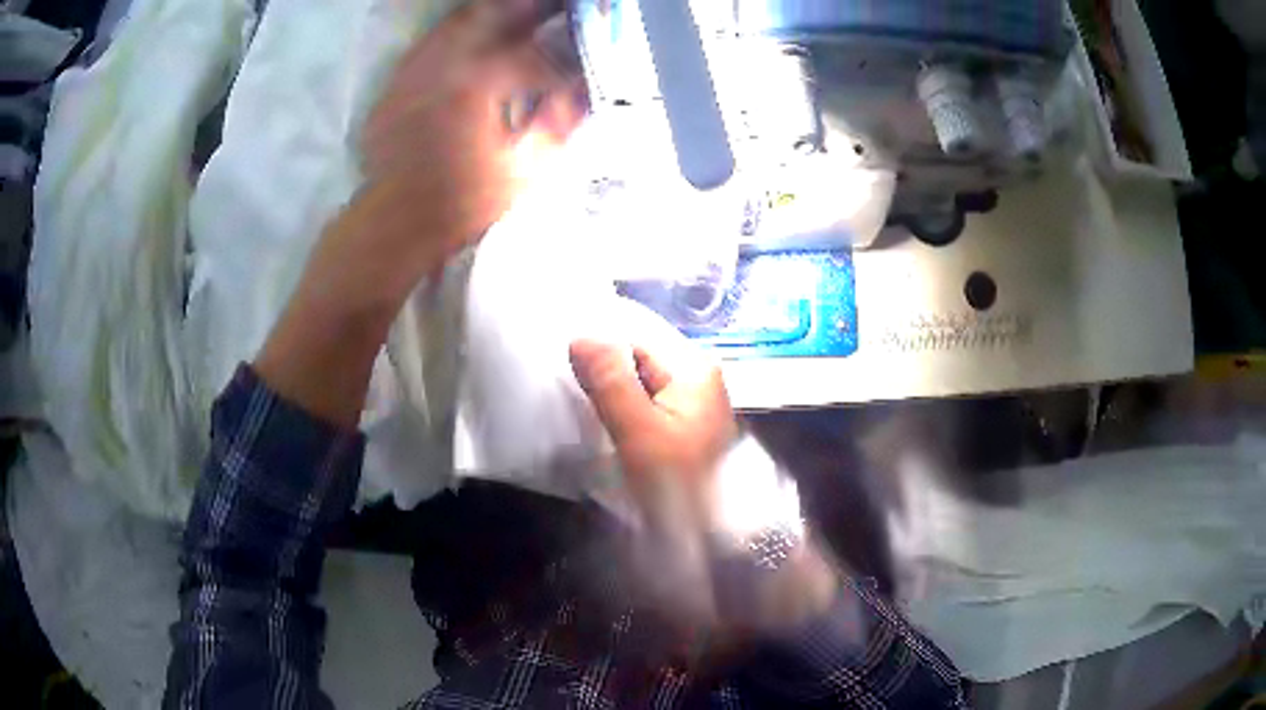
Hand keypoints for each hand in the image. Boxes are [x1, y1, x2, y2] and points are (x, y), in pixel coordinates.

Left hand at [358, 0, 585, 294]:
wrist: (396, 220)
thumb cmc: (463, 202)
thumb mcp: (524, 170)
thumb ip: (558, 124)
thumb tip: (583, 94)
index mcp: (481, 82)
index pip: (534, 57)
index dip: (562, 63)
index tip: (579, 69)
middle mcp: (446, 62)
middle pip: (495, 14)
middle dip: (531, 11)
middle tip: (556, 11)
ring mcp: (417, 67)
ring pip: (459, 22)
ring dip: (493, 15)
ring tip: (519, 16)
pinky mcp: (398, 80)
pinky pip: (432, 43)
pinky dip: (458, 35)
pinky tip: (473, 42)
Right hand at [568, 339, 736, 539]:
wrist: (710, 537)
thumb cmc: (678, 482)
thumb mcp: (639, 430)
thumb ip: (609, 381)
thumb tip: (579, 335)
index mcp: (695, 370)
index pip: (635, 339)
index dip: (599, 352)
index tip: (568, 369)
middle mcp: (699, 380)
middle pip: (638, 362)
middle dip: (604, 375)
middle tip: (571, 394)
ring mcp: (692, 407)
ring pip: (640, 387)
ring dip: (612, 397)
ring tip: (583, 413)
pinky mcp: (683, 431)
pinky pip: (646, 409)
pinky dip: (624, 415)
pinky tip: (607, 429)